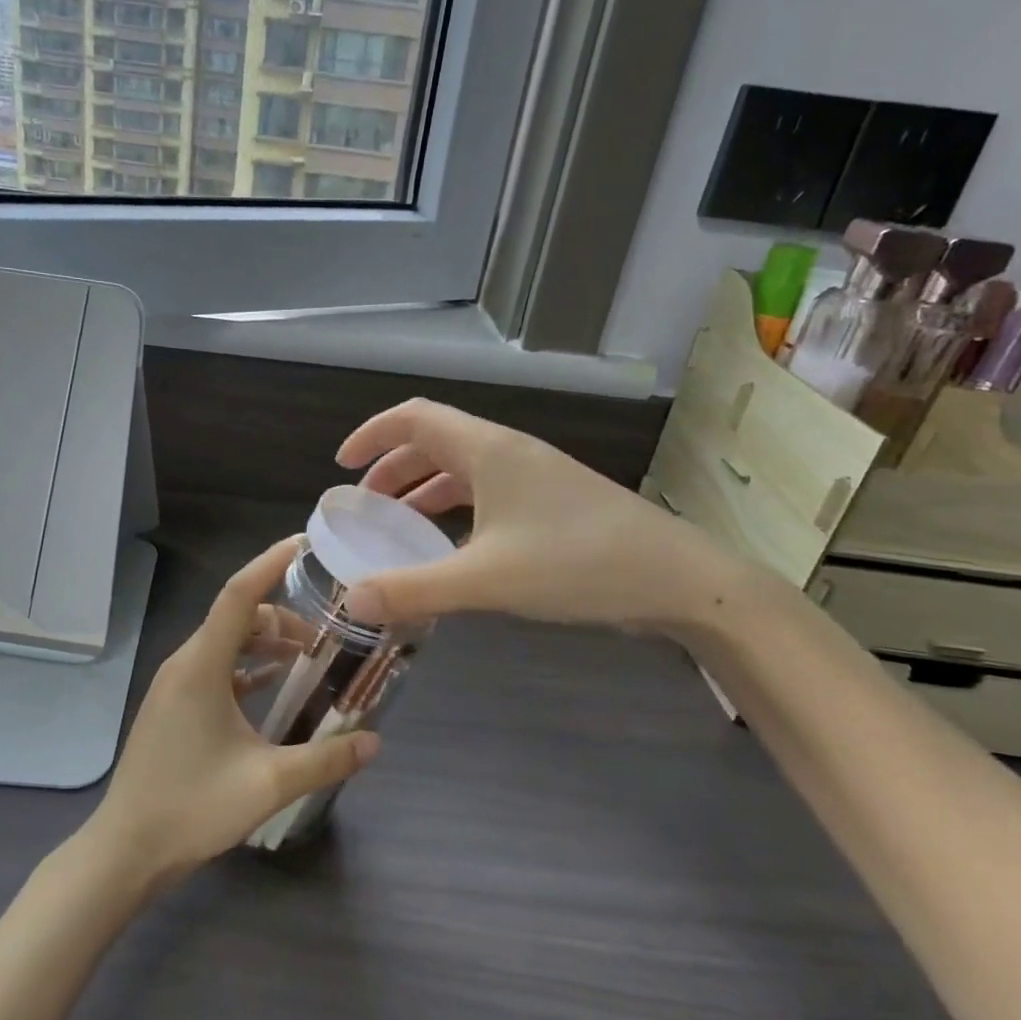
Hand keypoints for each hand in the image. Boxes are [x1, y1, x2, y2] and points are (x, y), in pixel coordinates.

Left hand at [84, 537, 378, 884]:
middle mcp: (185, 663)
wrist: (126, 849)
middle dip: (283, 615)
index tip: (305, 544)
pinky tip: (277, 684)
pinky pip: (217, 667)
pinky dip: (248, 665)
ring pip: (227, 642)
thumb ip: (325, 760)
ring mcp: (176, 684)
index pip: (238, 595)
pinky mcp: (175, 705)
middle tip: (329, 631)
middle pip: (238, 617)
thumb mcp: (267, 785)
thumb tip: (374, 742)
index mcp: (201, 666)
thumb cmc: (191, 808)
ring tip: (310, 656)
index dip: (271, 563)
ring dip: (266, 642)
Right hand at [336, 398, 743, 632]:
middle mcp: (508, 453)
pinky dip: (455, 512)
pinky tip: (451, 548)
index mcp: (488, 450)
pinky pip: (487, 495)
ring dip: (423, 491)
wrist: (679, 579)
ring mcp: (534, 477)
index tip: (341, 465)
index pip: (414, 418)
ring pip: (462, 470)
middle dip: (392, 469)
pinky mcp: (552, 503)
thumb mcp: (486, 579)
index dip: (372, 434)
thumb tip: (352, 601)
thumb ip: (414, 589)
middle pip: (435, 443)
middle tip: (364, 506)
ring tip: (398, 526)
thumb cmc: (577, 563)